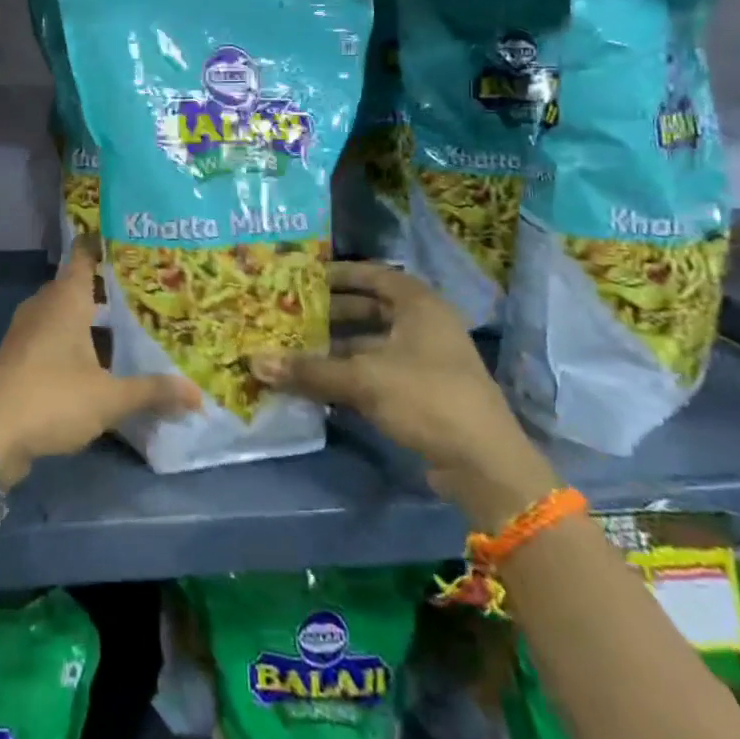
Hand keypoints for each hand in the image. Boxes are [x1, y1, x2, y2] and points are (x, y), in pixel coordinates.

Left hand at [0, 247, 199, 484]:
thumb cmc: (53, 399)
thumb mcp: (109, 398)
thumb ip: (153, 392)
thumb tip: (197, 395)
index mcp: (65, 299)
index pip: (84, 256)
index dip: (104, 245)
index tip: (131, 240)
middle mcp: (44, 306)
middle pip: (78, 286)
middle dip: (107, 288)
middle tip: (146, 291)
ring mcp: (27, 331)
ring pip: (65, 314)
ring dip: (91, 320)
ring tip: (129, 327)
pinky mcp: (19, 356)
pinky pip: (53, 336)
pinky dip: (75, 342)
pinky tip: (99, 362)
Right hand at [250, 262, 556, 530]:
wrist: (484, 465)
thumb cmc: (427, 399)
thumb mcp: (364, 380)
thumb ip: (310, 370)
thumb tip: (255, 362)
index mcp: (419, 305)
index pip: (374, 274)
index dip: (340, 273)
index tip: (304, 277)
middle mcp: (424, 325)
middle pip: (370, 308)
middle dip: (331, 313)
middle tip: (291, 314)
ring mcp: (425, 360)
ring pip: (371, 342)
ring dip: (336, 346)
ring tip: (295, 348)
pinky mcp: (422, 391)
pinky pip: (377, 370)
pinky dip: (349, 372)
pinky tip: (317, 381)